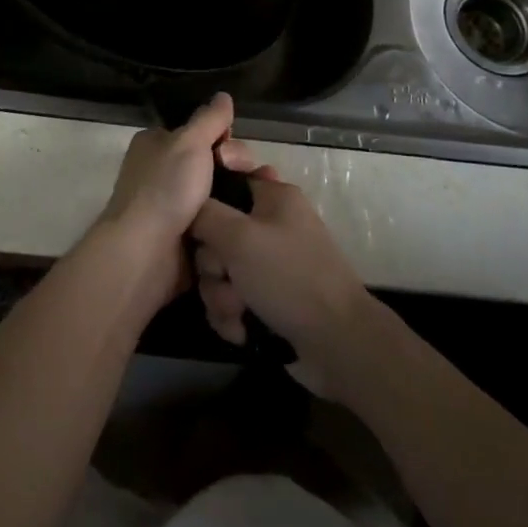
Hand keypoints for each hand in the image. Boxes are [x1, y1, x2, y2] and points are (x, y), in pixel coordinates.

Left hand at [98, 93, 254, 305]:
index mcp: (156, 145)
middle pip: (213, 164)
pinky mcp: (186, 238)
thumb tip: (223, 96)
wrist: (145, 254)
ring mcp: (174, 207)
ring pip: (219, 196)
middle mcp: (162, 173)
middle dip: (236, 170)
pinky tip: (252, 225)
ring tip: (264, 204)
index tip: (235, 152)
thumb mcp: (189, 142)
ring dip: (239, 200)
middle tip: (252, 178)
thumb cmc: (165, 188)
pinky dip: (231, 224)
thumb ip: (209, 119)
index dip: (223, 139)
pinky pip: (217, 225)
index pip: (198, 133)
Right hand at [188, 168, 374, 387]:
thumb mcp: (239, 237)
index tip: (198, 225)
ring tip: (237, 313)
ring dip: (221, 296)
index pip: (227, 181)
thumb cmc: (288, 277)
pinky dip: (233, 315)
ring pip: (222, 271)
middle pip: (217, 234)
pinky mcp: (270, 299)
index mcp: (273, 197)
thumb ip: (204, 214)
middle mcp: (271, 225)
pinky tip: (241, 331)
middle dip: (213, 266)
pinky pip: (233, 298)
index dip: (207, 203)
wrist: (338, 344)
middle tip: (225, 279)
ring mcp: (271, 264)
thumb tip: (188, 207)